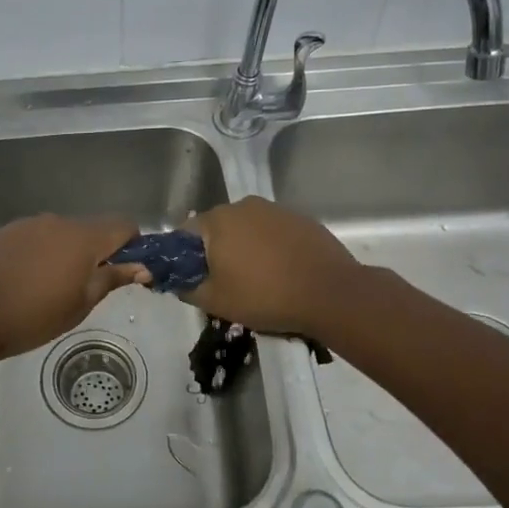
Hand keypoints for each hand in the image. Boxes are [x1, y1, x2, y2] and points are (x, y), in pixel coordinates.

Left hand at [0, 214, 149, 361]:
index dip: (132, 244)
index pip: (122, 225)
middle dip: (96, 252)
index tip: (127, 270)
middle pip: (90, 228)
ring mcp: (26, 225)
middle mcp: (57, 221)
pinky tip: (25, 281)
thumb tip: (142, 267)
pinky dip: (39, 253)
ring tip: (51, 287)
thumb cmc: (33, 316)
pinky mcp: (3, 233)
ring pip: (60, 233)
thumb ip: (111, 279)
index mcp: (83, 237)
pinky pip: (34, 238)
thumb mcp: (80, 304)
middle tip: (88, 287)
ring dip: (66, 252)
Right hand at [186, 197, 358, 334]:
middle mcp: (244, 205)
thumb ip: (186, 288)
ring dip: (245, 249)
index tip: (194, 279)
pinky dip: (271, 248)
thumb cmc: (264, 296)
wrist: (331, 294)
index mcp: (217, 220)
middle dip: (216, 251)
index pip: (185, 232)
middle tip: (225, 283)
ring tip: (257, 279)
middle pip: (218, 228)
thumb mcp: (214, 301)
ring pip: (247, 229)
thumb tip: (177, 281)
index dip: (184, 257)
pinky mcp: (302, 219)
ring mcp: (276, 210)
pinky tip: (282, 272)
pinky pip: (274, 232)